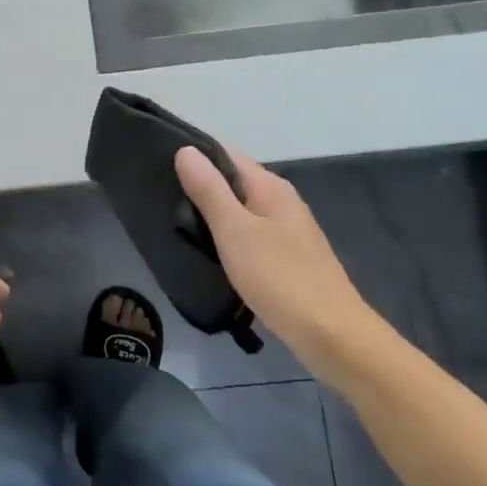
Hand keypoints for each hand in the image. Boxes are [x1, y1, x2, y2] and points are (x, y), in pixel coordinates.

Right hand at [175, 146, 382, 388]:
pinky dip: (224, 236)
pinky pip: (247, 234)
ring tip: (169, 220)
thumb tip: (186, 151)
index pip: (225, 154)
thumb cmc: (279, 277)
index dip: (193, 154)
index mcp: (270, 187)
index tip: (155, 162)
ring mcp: (286, 230)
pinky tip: (204, 249)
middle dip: (197, 184)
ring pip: (238, 210)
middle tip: (155, 194)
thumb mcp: (235, 231)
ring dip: (209, 212)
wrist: (331, 334)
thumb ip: (209, 190)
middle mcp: (280, 201)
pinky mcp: (285, 257)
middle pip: (232, 181)